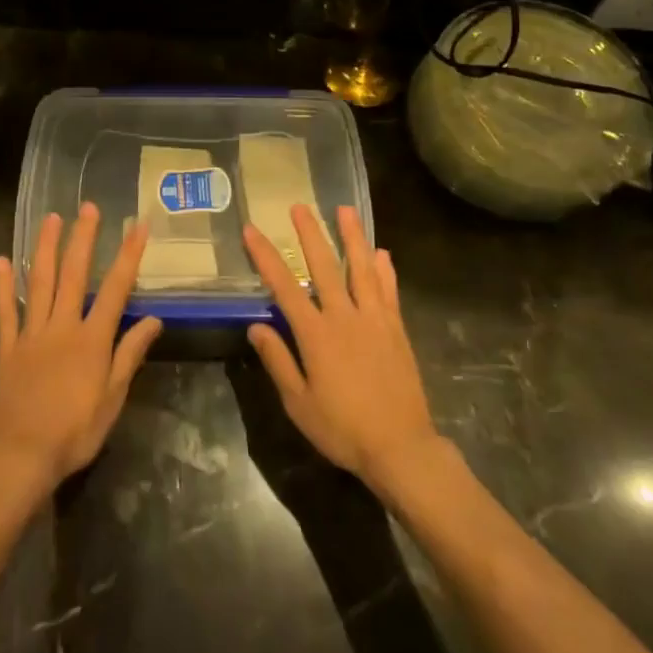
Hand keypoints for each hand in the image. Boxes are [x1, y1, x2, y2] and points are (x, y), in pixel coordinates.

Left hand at [0, 204, 161, 493]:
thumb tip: (154, 319)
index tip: (137, 226)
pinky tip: (1, 260)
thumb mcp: (113, 398)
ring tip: (51, 218)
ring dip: (45, 247)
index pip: (115, 288)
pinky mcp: (7, 346)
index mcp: (92, 339)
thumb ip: (130, 354)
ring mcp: (31, 333)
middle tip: (88, 207)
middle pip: (74, 273)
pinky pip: (5, 309)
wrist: (21, 456)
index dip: (128, 255)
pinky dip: (2, 285)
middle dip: (83, 238)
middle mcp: (62, 326)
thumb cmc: (74, 431)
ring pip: (39, 281)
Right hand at [244, 205, 441, 494]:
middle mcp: (345, 317)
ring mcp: (374, 319)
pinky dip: (384, 269)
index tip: (252, 230)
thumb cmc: (343, 429)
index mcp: (316, 334)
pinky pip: (388, 290)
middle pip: (325, 266)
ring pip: (361, 268)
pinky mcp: (396, 329)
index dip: (266, 256)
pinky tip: (382, 252)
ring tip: (345, 210)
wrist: (401, 447)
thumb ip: (278, 361)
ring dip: (352, 237)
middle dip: (310, 233)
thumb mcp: (299, 403)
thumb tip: (255, 326)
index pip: (284, 286)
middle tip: (300, 205)